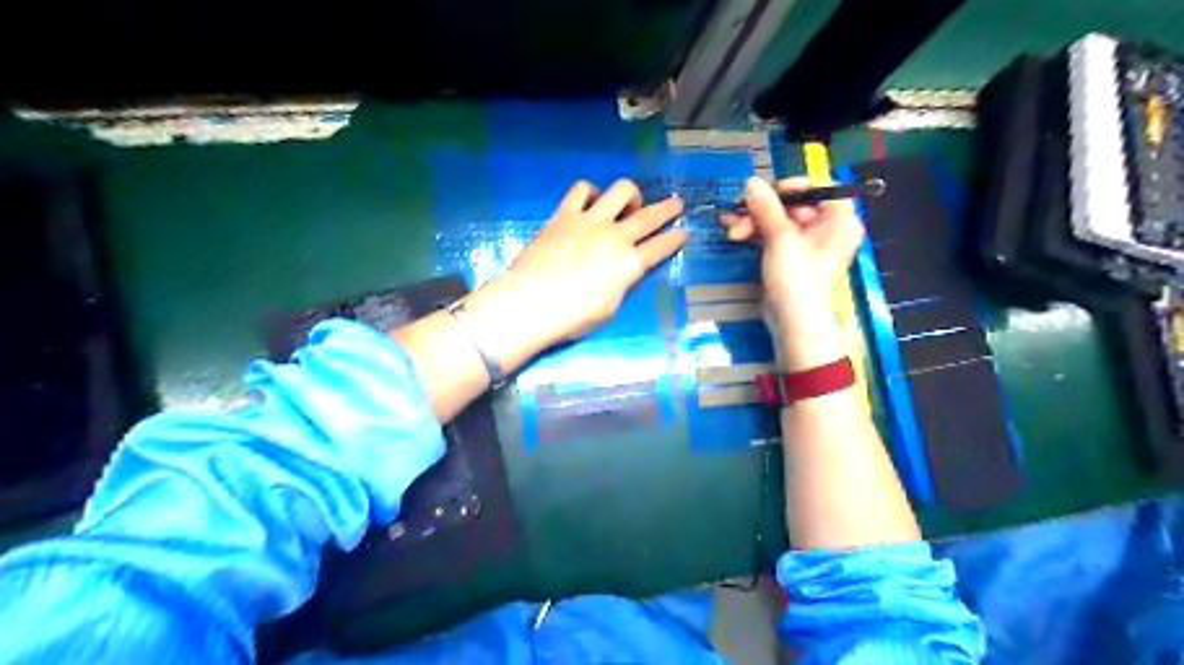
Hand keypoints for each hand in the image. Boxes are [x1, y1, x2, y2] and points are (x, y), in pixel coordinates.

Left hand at [475, 178, 690, 349]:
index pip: (660, 248)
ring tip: (628, 204)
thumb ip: (620, 284)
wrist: (530, 303)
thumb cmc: (571, 317)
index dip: (675, 239)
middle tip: (676, 203)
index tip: (684, 231)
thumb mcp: (608, 308)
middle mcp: (615, 237)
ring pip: (621, 191)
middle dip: (667, 209)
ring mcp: (590, 221)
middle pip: (649, 216)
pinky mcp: (565, 214)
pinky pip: (582, 189)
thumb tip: (622, 271)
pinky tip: (591, 200)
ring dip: (631, 194)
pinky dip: (591, 192)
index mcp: (629, 265)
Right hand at [717, 178, 866, 330]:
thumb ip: (766, 207)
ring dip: (753, 222)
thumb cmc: (796, 277)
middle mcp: (828, 228)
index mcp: (839, 219)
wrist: (793, 322)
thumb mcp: (780, 238)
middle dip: (761, 209)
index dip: (792, 186)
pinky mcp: (791, 257)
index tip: (767, 193)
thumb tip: (750, 181)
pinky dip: (756, 233)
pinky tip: (735, 233)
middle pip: (793, 205)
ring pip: (779, 221)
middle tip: (738, 214)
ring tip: (731, 229)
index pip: (820, 187)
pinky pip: (774, 236)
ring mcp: (808, 244)